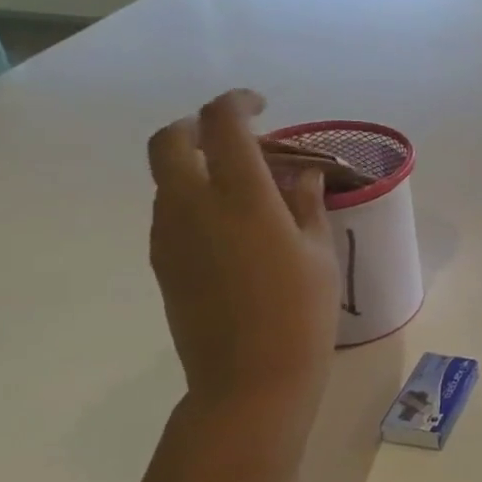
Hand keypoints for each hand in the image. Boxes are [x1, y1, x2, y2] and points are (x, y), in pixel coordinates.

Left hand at [147, 89, 340, 411]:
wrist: (249, 379)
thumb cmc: (301, 313)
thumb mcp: (319, 254)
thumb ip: (307, 205)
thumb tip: (302, 176)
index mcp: (241, 197)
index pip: (223, 124)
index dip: (237, 102)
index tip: (260, 105)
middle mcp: (193, 205)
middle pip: (170, 140)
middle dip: (196, 125)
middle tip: (233, 136)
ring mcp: (170, 234)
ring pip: (167, 177)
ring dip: (196, 165)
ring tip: (242, 186)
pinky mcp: (163, 261)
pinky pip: (170, 211)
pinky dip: (193, 198)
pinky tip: (231, 226)